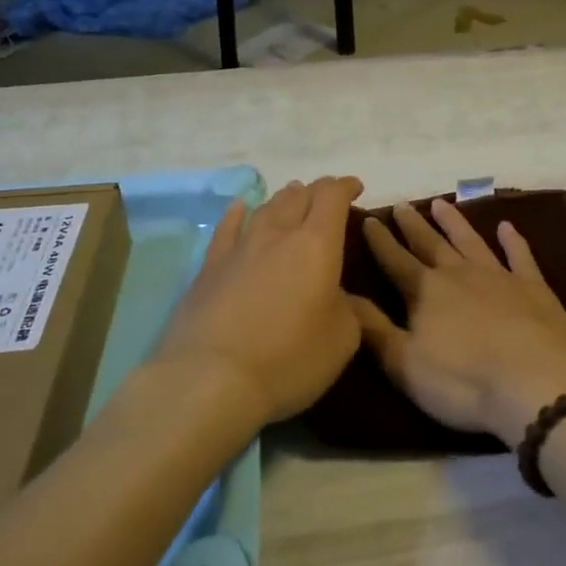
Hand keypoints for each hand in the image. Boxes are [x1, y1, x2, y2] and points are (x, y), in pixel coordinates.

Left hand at [155, 176, 366, 426]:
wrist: (212, 378)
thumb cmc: (289, 358)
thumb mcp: (342, 340)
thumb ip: (350, 311)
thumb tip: (343, 298)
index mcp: (317, 245)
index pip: (332, 198)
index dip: (345, 187)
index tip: (355, 188)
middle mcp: (278, 234)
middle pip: (299, 196)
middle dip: (317, 191)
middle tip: (327, 196)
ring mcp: (240, 248)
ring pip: (266, 208)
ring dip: (284, 198)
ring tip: (293, 195)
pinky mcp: (209, 268)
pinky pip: (227, 228)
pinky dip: (238, 213)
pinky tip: (240, 207)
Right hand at [354, 198, 565, 447]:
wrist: (535, 384)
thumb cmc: (463, 381)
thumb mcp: (404, 363)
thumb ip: (373, 328)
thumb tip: (343, 295)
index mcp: (425, 292)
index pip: (395, 260)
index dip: (380, 241)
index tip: (368, 219)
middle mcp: (459, 274)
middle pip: (431, 243)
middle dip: (413, 225)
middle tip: (402, 205)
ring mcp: (499, 276)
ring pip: (470, 241)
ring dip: (454, 222)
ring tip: (440, 203)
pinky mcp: (534, 287)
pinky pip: (520, 256)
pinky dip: (513, 240)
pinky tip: (507, 227)